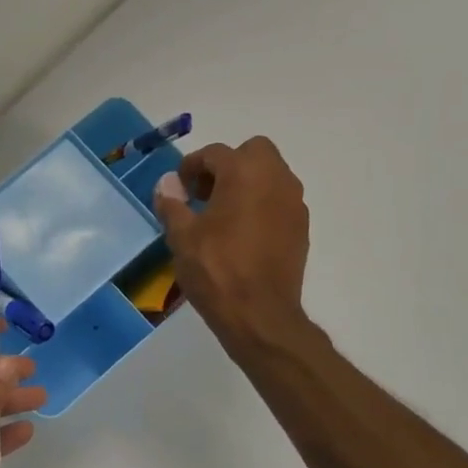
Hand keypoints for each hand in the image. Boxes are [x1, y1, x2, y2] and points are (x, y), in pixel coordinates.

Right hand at [154, 136, 311, 355]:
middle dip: (227, 166)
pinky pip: (278, 201)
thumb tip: (167, 183)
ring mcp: (294, 203)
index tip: (178, 188)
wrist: (259, 314)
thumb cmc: (215, 269)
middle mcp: (276, 179)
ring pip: (270, 176)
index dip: (191, 166)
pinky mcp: (300, 227)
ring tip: (221, 215)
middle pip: (253, 153)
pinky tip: (241, 234)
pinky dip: (260, 205)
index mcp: (244, 173)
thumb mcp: (181, 236)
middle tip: (204, 194)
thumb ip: (172, 203)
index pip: (215, 153)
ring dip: (246, 184)